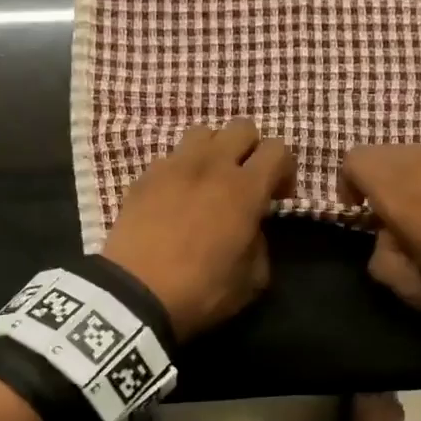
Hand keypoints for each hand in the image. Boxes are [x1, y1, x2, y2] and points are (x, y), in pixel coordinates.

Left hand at [103, 119, 295, 340]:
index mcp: (245, 189)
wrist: (135, 294)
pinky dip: (182, 169)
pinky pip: (172, 157)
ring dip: (215, 150)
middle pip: (242, 127)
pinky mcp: (145, 175)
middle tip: (247, 181)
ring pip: (204, 133)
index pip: (278, 149)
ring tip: (210, 179)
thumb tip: (252, 229)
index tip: (278, 197)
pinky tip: (177, 196)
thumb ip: (261, 244)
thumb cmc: (201, 290)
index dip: (285, 169)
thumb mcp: (251, 280)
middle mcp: (212, 165)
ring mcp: (175, 165)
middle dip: (252, 149)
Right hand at [338, 145, 420, 319]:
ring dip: (400, 177)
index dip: (346, 185)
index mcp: (402, 192)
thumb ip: (381, 259)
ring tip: (419, 212)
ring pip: (407, 152)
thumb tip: (384, 238)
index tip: (360, 215)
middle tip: (387, 217)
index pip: (354, 160)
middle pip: (379, 152)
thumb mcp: (415, 290)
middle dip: (372, 180)